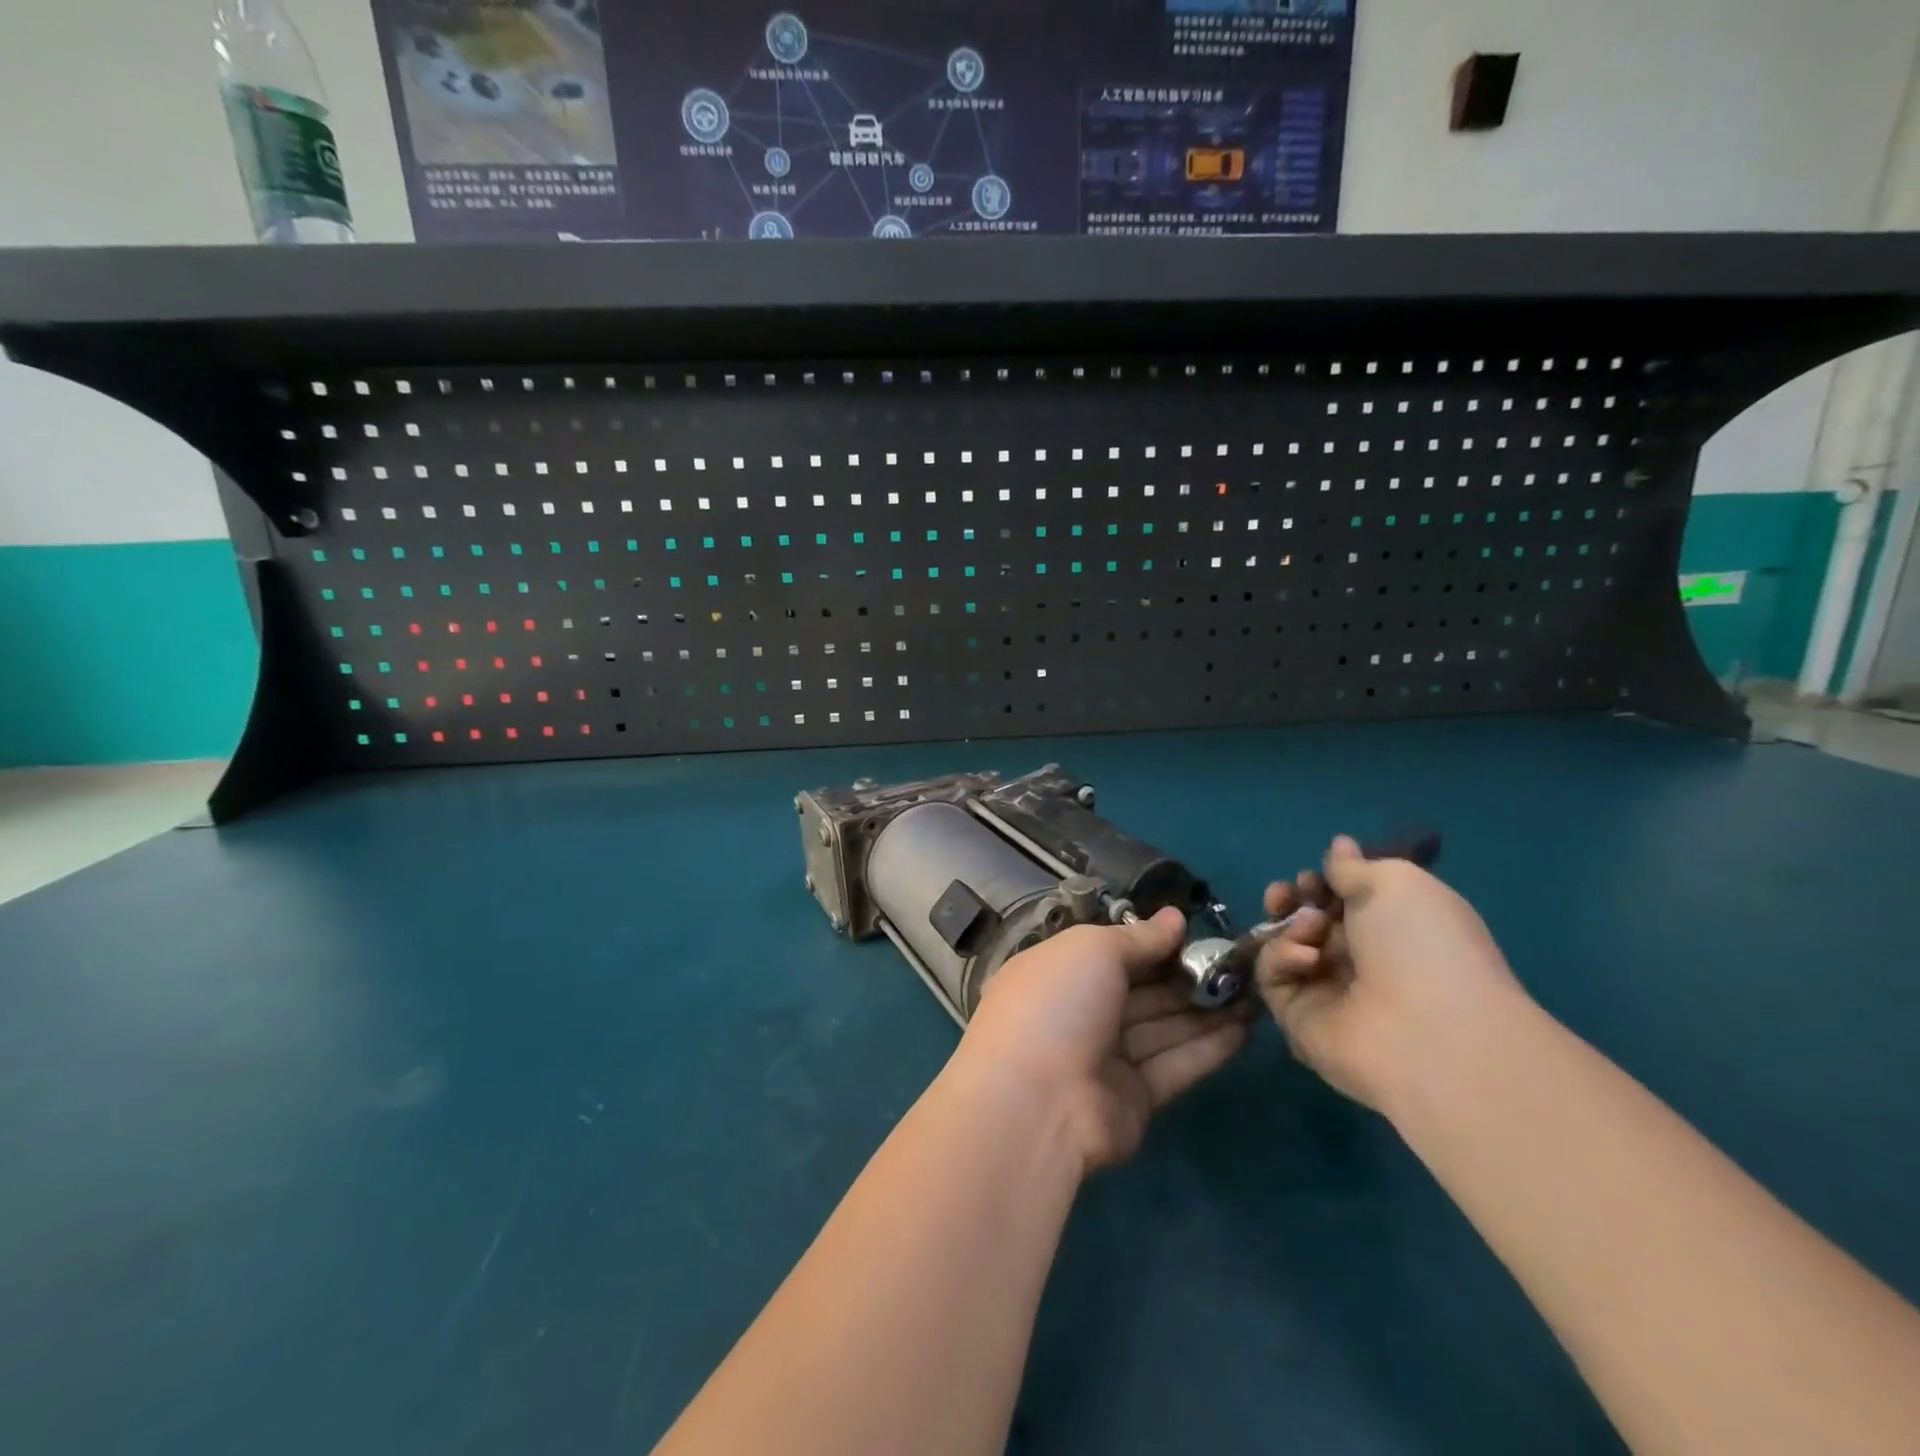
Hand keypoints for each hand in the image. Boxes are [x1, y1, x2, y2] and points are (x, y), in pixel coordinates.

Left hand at [956, 909, 1256, 1172]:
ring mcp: (1107, 1058)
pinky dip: (1208, 1047)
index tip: (1199, 935)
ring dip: (1207, 1010)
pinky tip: (1246, 1028)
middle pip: (1143, 991)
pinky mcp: (1134, 1099)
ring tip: (1255, 991)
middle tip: (1240, 964)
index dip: (1155, 944)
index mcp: (1061, 972)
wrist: (1037, 1101)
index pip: (1113, 953)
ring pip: (1164, 1027)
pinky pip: (1175, 1064)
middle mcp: (1082, 1012)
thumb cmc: (1058, 1002)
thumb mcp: (1093, 949)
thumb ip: (1138, 938)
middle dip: (1189, 977)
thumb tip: (1175, 918)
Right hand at [1254, 836, 1524, 1113]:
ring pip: (1282, 944)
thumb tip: (1340, 846)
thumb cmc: (1421, 944)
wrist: (1426, 1031)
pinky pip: (1272, 976)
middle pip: (1305, 920)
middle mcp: (1360, 959)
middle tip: (1286, 894)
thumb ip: (1353, 866)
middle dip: (1291, 900)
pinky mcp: (1297, 1017)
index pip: (1341, 900)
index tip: (1314, 876)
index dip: (1322, 883)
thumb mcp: (1394, 883)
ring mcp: (1327, 990)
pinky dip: (1283, 957)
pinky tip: (1307, 958)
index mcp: (1392, 928)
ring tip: (1309, 927)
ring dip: (1288, 925)